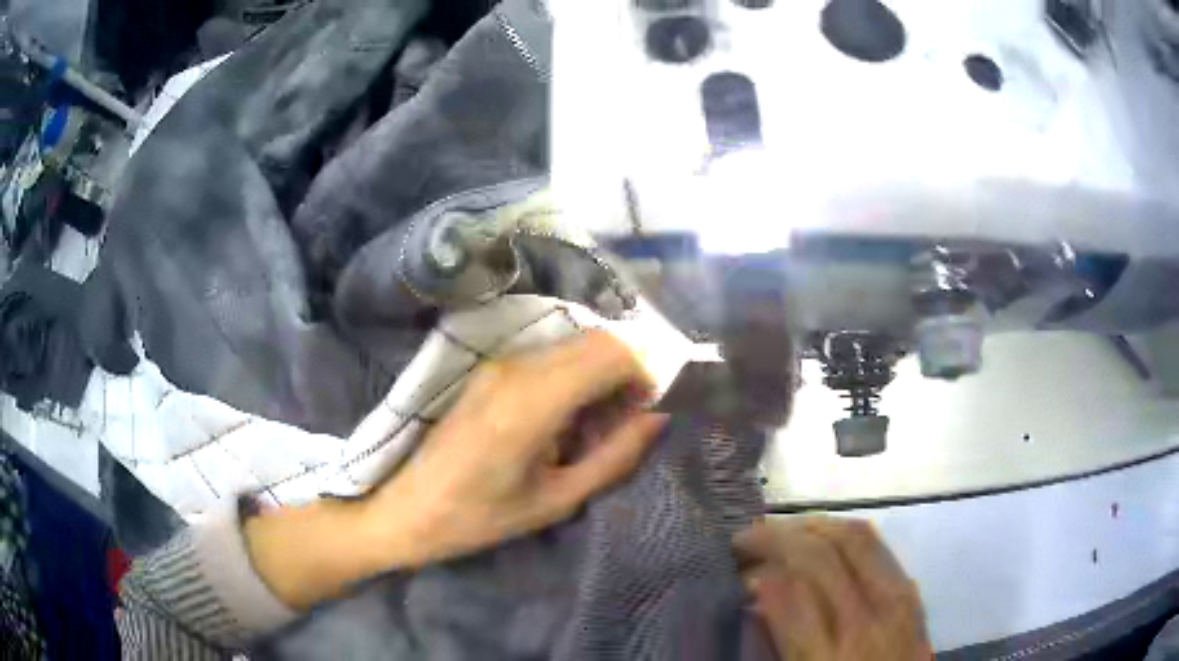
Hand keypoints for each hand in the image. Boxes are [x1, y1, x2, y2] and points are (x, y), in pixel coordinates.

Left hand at [247, 331, 666, 608]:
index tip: (647, 412)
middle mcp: (515, 367)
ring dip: (599, 374)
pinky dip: (574, 376)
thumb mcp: (556, 500)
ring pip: (573, 345)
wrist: (405, 509)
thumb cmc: (479, 517)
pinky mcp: (488, 368)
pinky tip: (564, 421)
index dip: (644, 374)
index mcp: (532, 402)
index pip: (611, 352)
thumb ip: (615, 456)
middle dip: (626, 372)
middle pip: (595, 339)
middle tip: (626, 421)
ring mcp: (498, 363)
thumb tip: (658, 417)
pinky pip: (549, 356)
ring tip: (595, 426)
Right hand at [734, 517, 931, 660]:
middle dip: (778, 536)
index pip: (789, 589)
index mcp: (828, 655)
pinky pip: (876, 543)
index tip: (734, 558)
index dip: (758, 568)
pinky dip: (843, 530)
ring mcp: (896, 598)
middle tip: (746, 537)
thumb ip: (783, 638)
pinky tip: (824, 535)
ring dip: (811, 526)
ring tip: (780, 529)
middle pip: (822, 554)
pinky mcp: (910, 590)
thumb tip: (760, 589)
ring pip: (854, 537)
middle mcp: (866, 619)